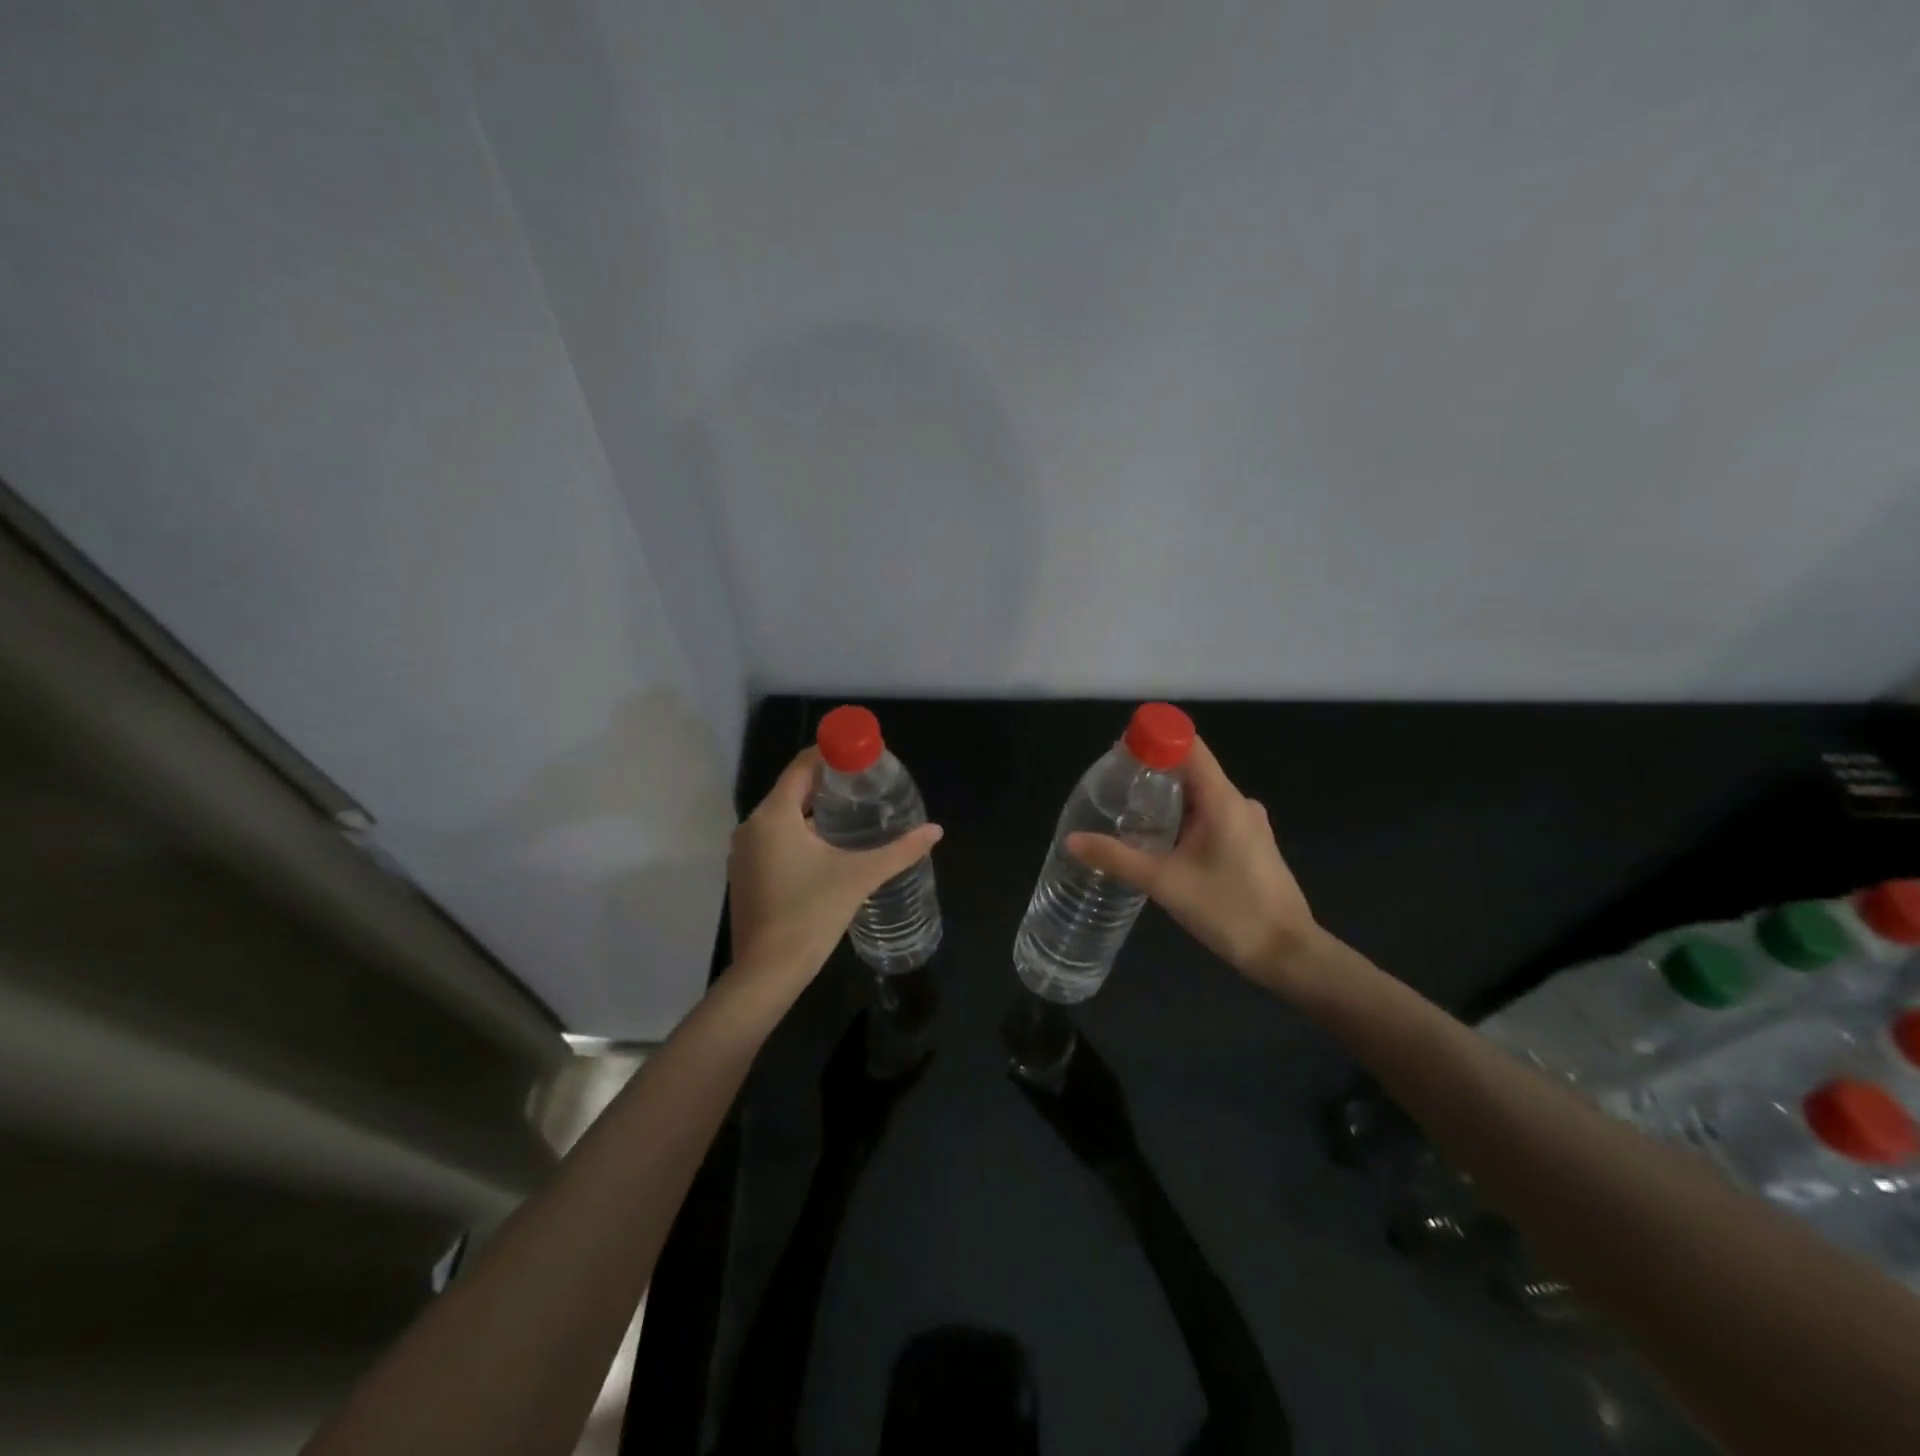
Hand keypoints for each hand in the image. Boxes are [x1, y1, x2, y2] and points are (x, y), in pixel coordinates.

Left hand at [728, 748, 943, 985]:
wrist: (768, 972)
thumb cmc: (811, 914)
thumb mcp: (860, 877)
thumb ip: (900, 851)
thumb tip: (935, 830)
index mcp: (775, 816)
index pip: (801, 767)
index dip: (829, 755)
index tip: (859, 756)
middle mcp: (752, 827)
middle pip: (792, 790)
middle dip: (826, 784)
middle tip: (863, 785)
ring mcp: (744, 853)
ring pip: (782, 816)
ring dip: (812, 810)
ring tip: (850, 813)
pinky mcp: (745, 874)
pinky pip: (773, 839)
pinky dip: (798, 833)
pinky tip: (825, 847)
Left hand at [819, 1015, 930, 1167]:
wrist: (844, 1157)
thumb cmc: (867, 1122)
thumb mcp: (894, 1096)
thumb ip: (914, 1074)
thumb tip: (934, 1053)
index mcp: (845, 1060)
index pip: (856, 1029)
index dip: (868, 1016)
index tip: (885, 1004)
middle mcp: (833, 1064)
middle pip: (849, 1038)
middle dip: (866, 1028)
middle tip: (887, 1016)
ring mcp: (828, 1078)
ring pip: (845, 1051)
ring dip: (860, 1043)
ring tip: (881, 1033)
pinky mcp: (830, 1091)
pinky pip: (841, 1064)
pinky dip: (854, 1057)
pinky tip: (869, 1059)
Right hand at [1011, 1030, 1141, 1177]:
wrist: (1116, 1157)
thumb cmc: (1083, 1135)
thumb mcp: (1052, 1113)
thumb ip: (1031, 1091)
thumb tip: (1010, 1071)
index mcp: (1086, 1068)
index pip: (1073, 1037)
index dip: (1059, 1026)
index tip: (1043, 1019)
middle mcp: (1100, 1066)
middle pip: (1081, 1043)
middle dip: (1064, 1035)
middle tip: (1044, 1030)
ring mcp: (1110, 1076)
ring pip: (1090, 1053)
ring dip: (1074, 1047)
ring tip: (1054, 1044)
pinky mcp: (1114, 1086)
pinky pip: (1097, 1064)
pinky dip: (1084, 1059)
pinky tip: (1072, 1064)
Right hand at [1066, 737, 1315, 990]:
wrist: (1288, 953)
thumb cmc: (1229, 910)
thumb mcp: (1164, 883)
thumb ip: (1116, 858)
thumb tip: (1072, 839)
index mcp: (1222, 799)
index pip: (1188, 746)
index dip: (1154, 738)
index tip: (1120, 751)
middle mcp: (1238, 802)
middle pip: (1191, 769)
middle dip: (1152, 772)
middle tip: (1113, 788)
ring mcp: (1249, 824)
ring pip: (1200, 795)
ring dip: (1167, 799)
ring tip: (1129, 815)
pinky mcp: (1251, 844)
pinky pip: (1212, 816)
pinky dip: (1184, 819)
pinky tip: (1161, 842)